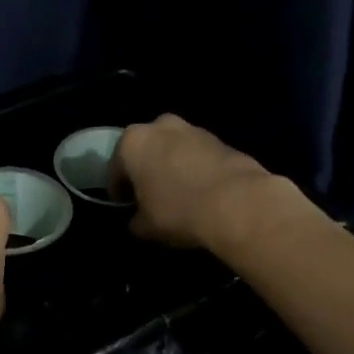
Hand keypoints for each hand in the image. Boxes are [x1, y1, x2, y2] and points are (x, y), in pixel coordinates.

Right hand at [115, 114, 305, 249]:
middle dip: (146, 169)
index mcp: (133, 142)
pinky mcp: (222, 140)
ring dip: (171, 166)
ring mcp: (193, 130)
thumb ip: (135, 221)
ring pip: (173, 149)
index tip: (125, 205)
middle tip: (150, 195)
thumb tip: (137, 222)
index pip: (115, 168)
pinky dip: (195, 169)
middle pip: (146, 149)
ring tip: (179, 194)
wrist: (237, 203)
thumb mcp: (146, 226)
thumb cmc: (178, 211)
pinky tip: (202, 192)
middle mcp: (160, 127)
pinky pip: (198, 155)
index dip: (119, 190)